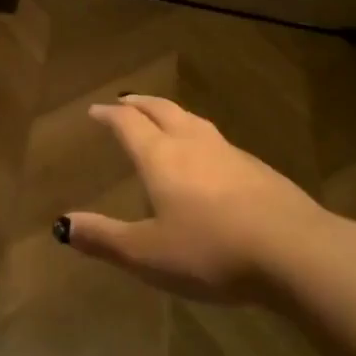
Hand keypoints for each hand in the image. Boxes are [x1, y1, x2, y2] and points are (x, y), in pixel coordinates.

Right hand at [64, 94, 330, 301]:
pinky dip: (199, 137)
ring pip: (193, 121)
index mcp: (160, 157)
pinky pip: (218, 141)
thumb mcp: (148, 254)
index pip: (128, 124)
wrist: (294, 251)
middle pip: (162, 110)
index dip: (109, 115)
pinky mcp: (258, 169)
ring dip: (171, 114)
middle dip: (139, 103)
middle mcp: (192, 144)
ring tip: (163, 118)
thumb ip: (104, 238)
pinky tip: (208, 157)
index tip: (96, 110)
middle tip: (125, 101)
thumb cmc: (211, 251)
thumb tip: (61, 225)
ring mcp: (229, 153)